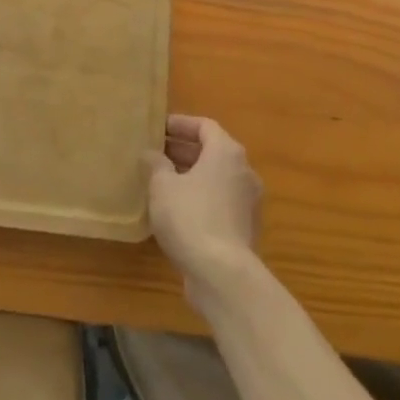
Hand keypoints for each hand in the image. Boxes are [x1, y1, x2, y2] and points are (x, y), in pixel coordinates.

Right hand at [146, 115, 261, 292]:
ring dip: (190, 176)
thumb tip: (151, 154)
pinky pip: (219, 202)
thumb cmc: (191, 217)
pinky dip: (200, 198)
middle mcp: (243, 172)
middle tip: (155, 154)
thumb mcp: (162, 185)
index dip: (181, 124)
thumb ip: (155, 164)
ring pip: (216, 179)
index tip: (158, 129)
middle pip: (212, 152)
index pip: (205, 126)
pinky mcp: (244, 229)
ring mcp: (247, 203)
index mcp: (226, 153)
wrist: (223, 275)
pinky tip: (175, 211)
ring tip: (161, 181)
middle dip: (183, 150)